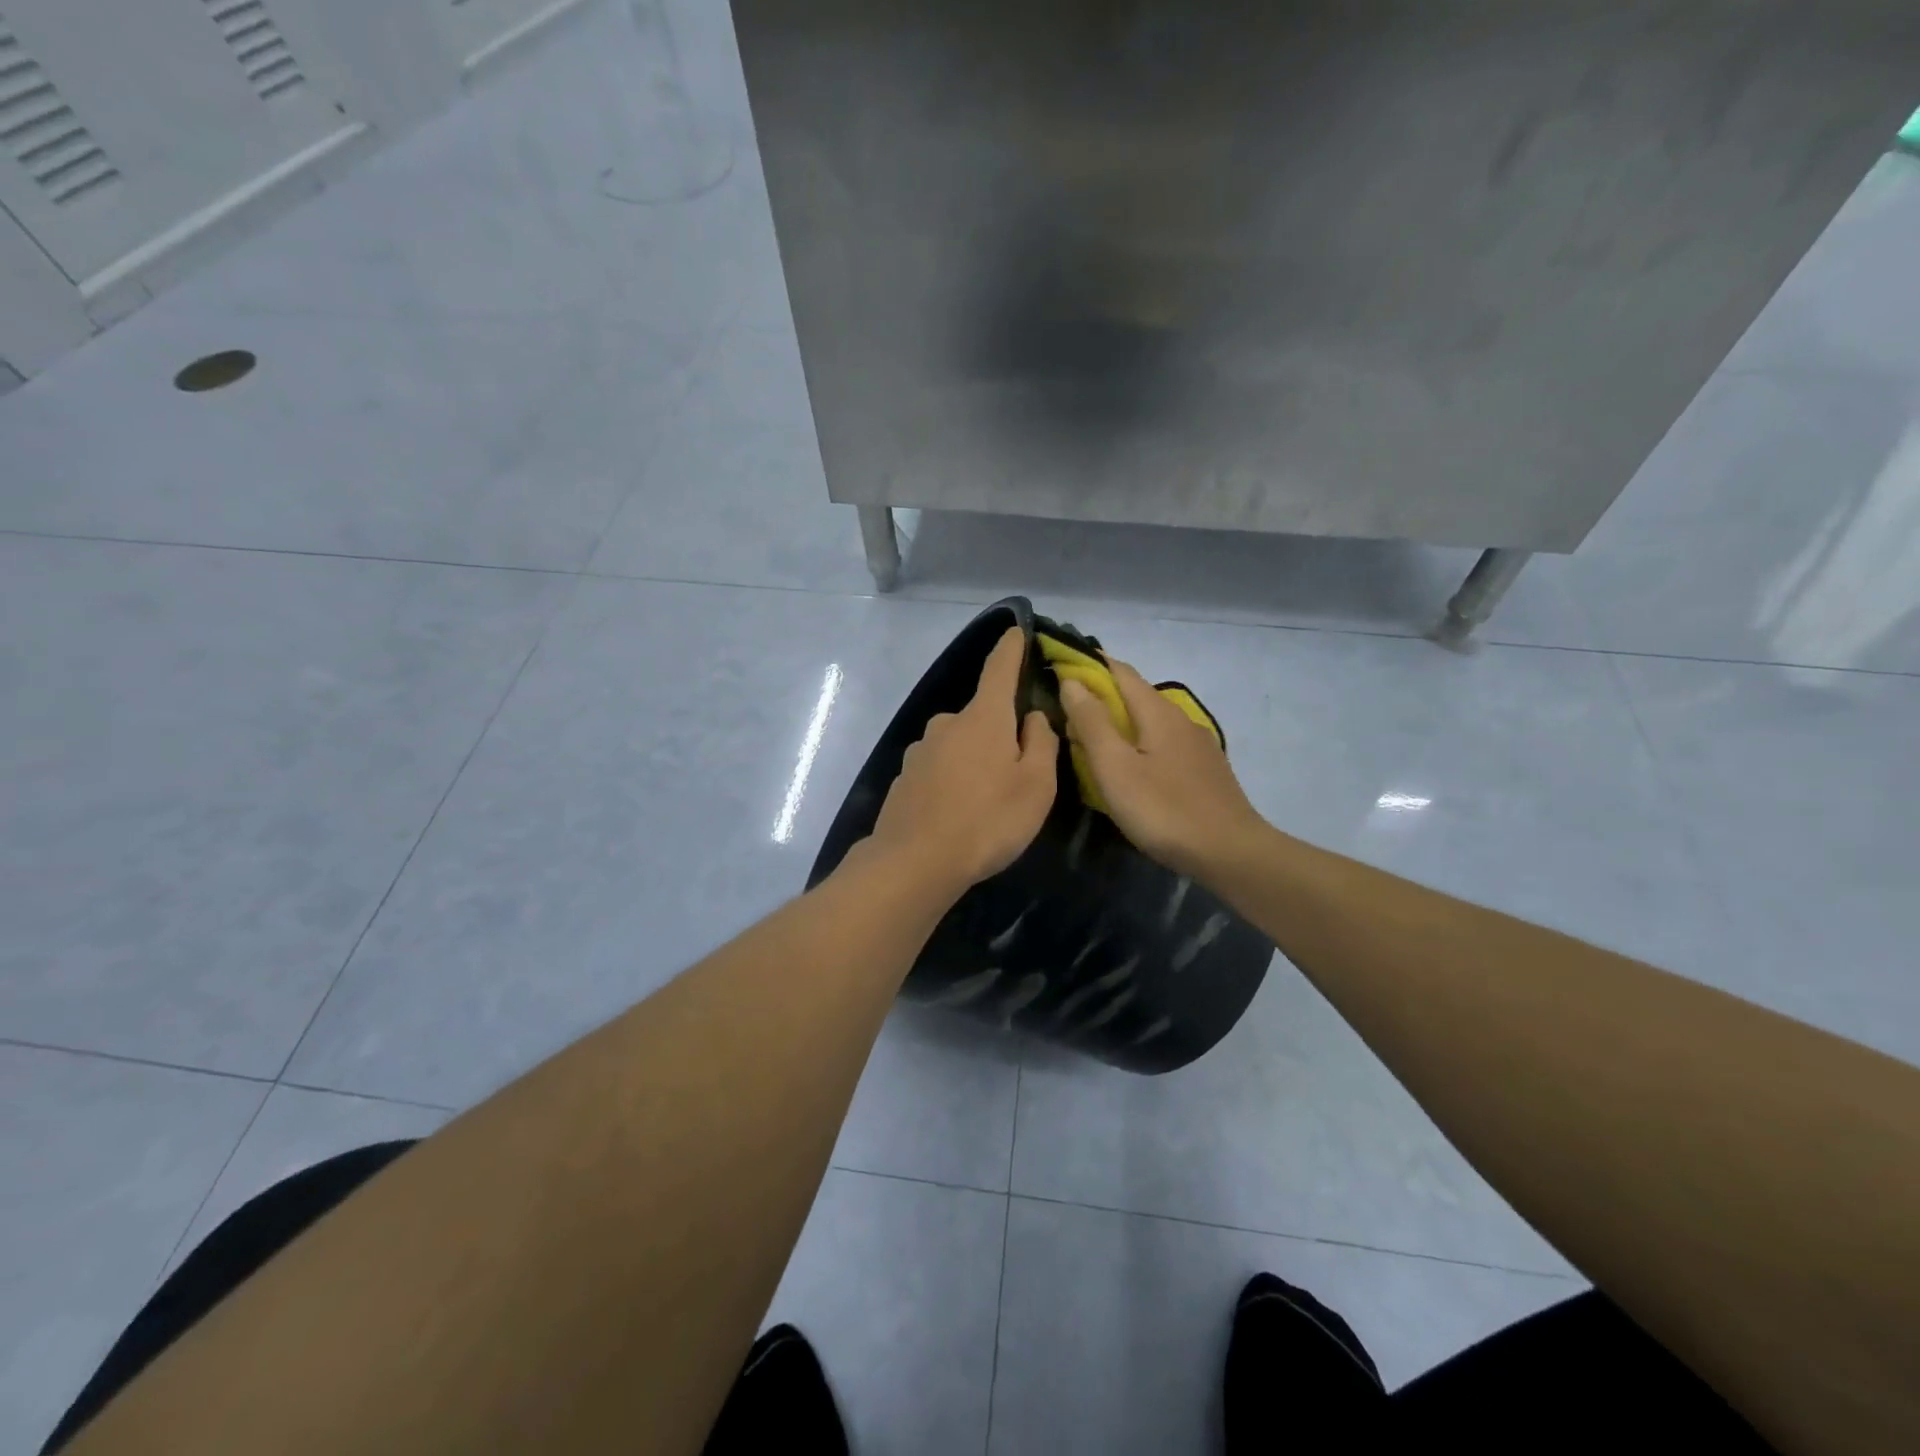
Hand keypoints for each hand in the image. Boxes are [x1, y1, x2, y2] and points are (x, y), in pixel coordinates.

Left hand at [867, 628, 1059, 894]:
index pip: (999, 668)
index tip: (1016, 630)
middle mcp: (947, 724)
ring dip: (974, 760)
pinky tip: (957, 813)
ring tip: (986, 800)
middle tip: (1017, 770)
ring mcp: (920, 750)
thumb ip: (1041, 743)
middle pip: (981, 716)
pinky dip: (951, 781)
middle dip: (999, 731)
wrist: (915, 862)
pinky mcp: (904, 778)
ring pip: (958, 744)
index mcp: (983, 718)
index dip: (1011, 648)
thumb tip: (1031, 716)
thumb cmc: (988, 821)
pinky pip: (938, 769)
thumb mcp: (1036, 786)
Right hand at [1060, 659, 1267, 879]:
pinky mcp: (1204, 770)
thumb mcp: (1115, 767)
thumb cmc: (1163, 809)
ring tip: (1091, 741)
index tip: (1059, 667)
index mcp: (1158, 711)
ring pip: (1149, 721)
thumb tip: (1071, 681)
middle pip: (1135, 695)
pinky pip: (1162, 743)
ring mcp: (1197, 745)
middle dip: (1100, 696)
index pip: (1119, 671)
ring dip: (1118, 722)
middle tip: (1066, 713)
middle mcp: (1181, 718)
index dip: (1088, 665)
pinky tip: (1130, 767)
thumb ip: (1092, 722)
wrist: (1230, 853)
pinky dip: (1138, 743)